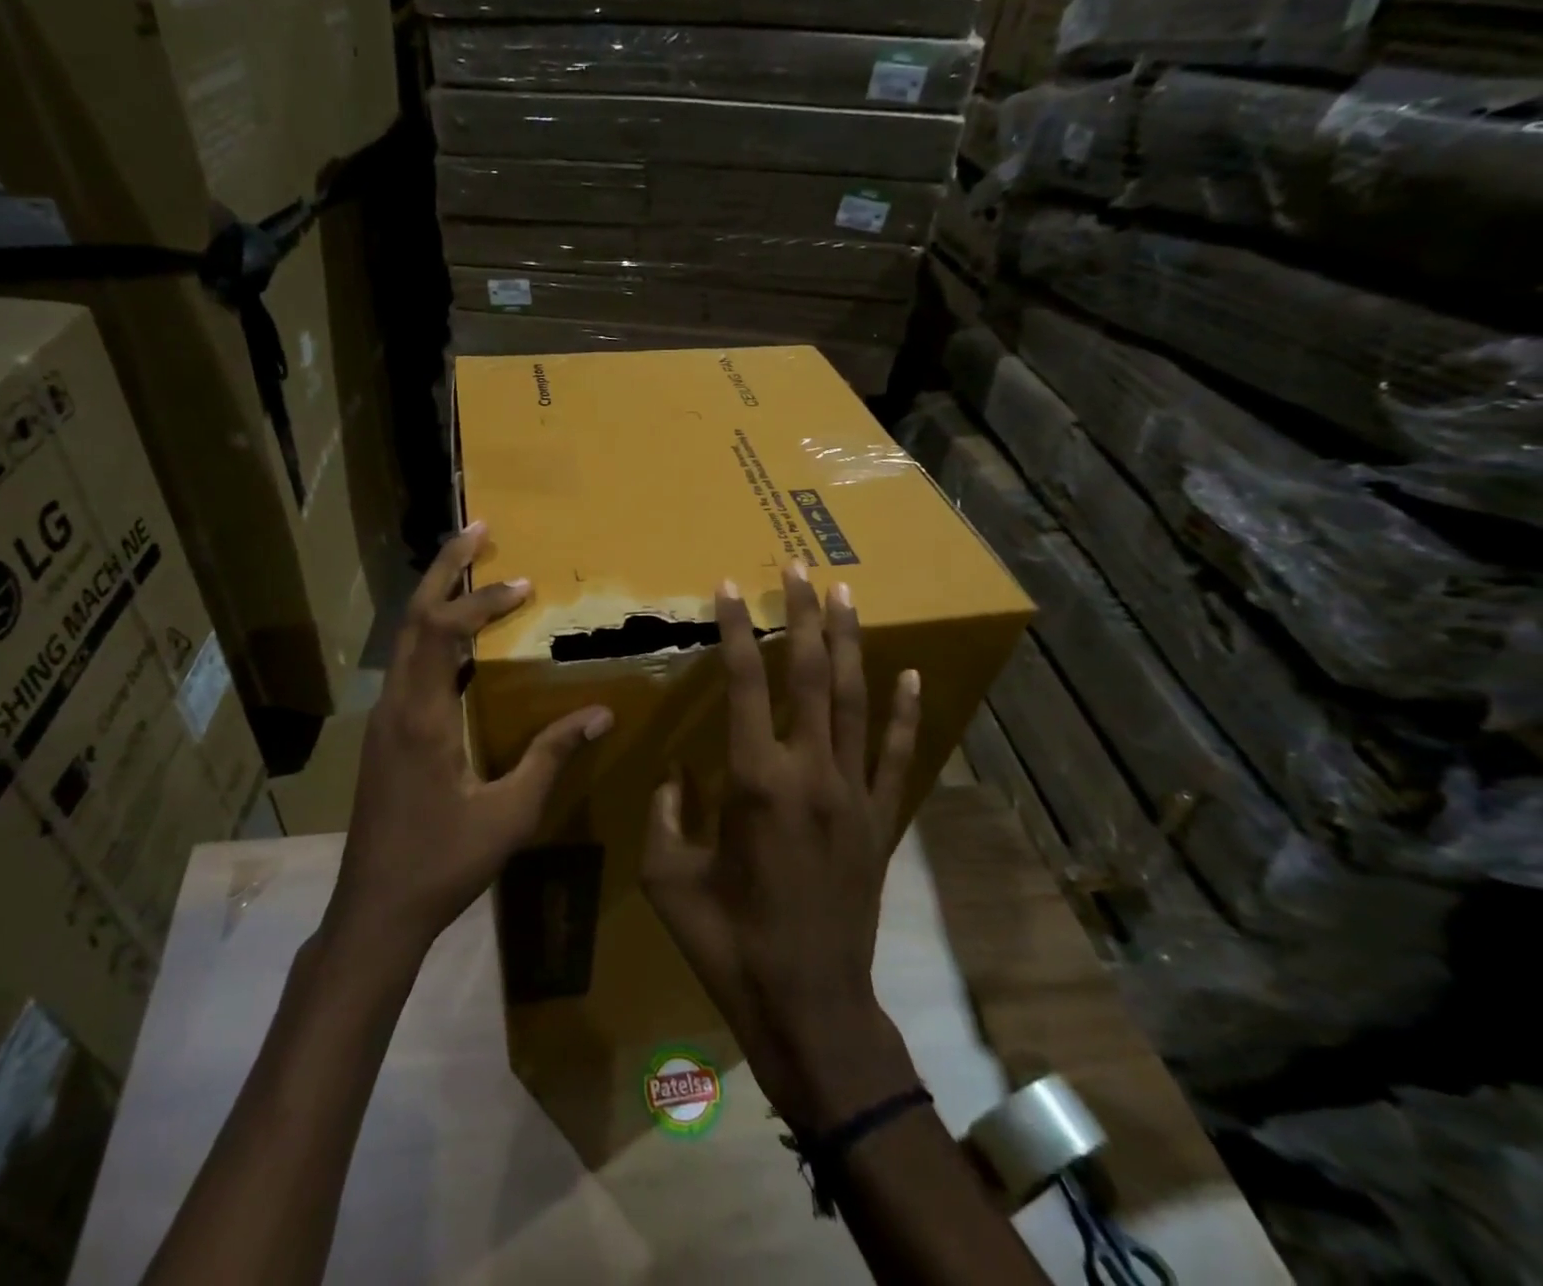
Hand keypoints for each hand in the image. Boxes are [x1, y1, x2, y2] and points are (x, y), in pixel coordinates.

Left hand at [329, 521, 612, 949]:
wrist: (375, 909)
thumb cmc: (442, 865)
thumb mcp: (509, 814)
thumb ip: (552, 757)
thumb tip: (601, 713)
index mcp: (421, 718)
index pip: (443, 632)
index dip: (483, 602)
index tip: (525, 587)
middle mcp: (395, 705)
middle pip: (413, 617)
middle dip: (445, 569)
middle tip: (479, 531)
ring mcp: (384, 718)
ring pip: (405, 638)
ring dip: (437, 598)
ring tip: (472, 571)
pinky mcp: (384, 734)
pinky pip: (408, 664)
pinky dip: (434, 635)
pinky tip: (461, 642)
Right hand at [641, 564, 921, 1128]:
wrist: (810, 1006)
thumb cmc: (729, 943)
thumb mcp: (668, 879)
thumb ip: (664, 814)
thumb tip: (675, 775)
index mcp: (753, 782)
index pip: (743, 685)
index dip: (733, 632)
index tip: (728, 588)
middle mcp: (810, 773)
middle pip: (810, 676)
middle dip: (802, 616)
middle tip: (798, 568)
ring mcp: (855, 794)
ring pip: (854, 700)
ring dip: (848, 643)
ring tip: (846, 595)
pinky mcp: (881, 820)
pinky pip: (895, 754)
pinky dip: (903, 712)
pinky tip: (909, 674)